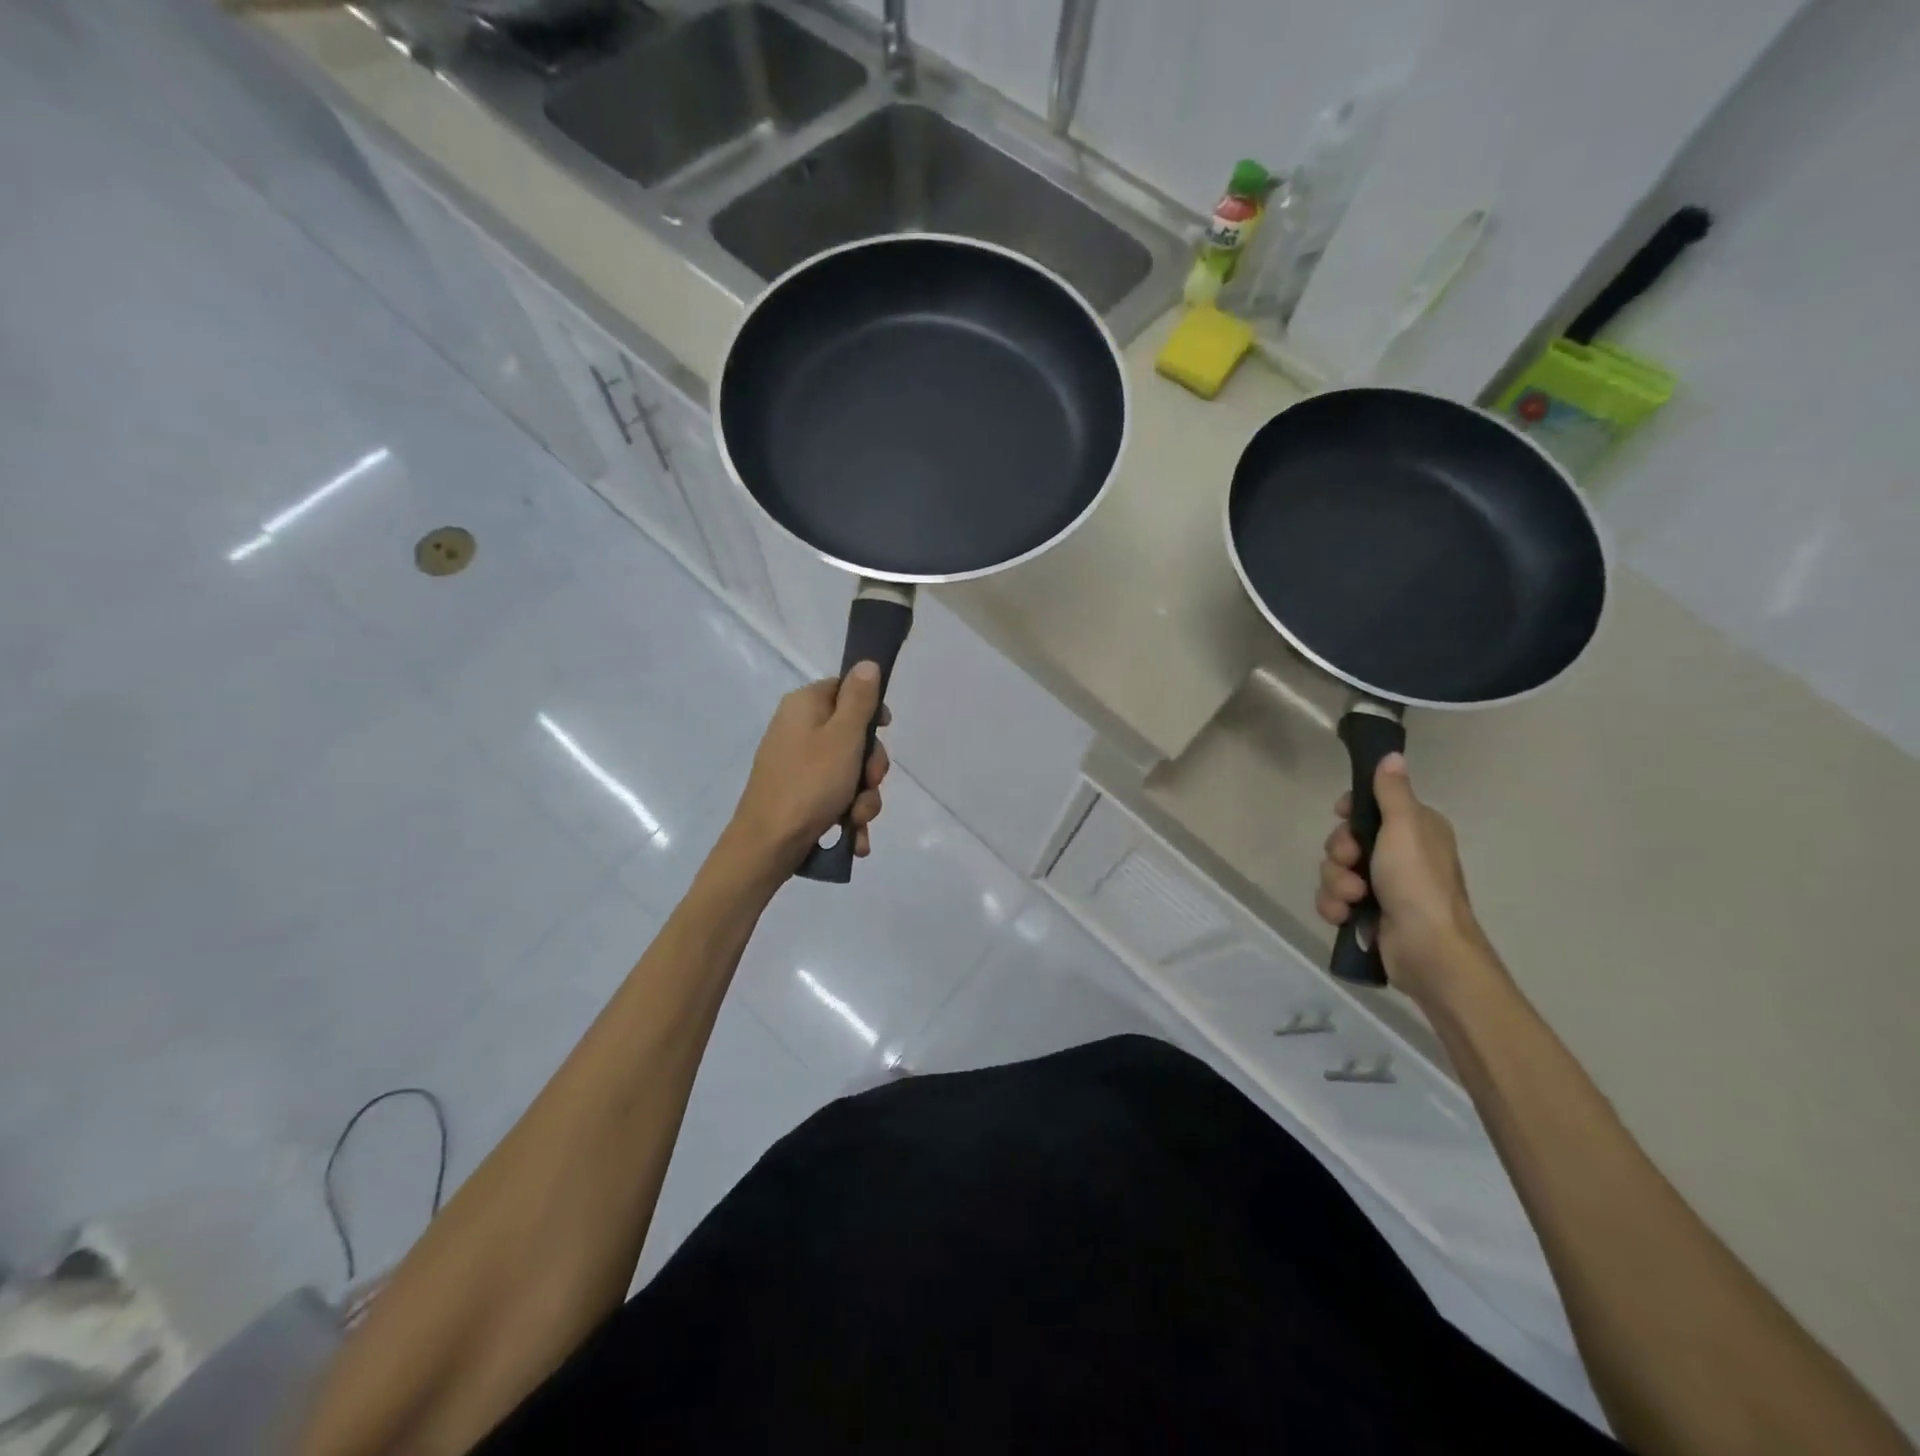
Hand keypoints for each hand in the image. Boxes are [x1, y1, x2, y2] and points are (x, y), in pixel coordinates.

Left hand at [726, 663, 891, 872]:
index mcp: (804, 706)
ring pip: (849, 771)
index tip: (885, 729)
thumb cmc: (809, 784)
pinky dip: (848, 815)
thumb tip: (867, 663)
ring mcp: (798, 764)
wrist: (768, 845)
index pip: (845, 689)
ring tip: (857, 819)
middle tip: (870, 782)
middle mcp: (798, 729)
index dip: (870, 709)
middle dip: (870, 767)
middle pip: (852, 735)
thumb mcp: (843, 737)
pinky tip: (854, 837)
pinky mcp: (800, 794)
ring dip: (863, 797)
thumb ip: (859, 700)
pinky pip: (835, 796)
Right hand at [1315, 753, 1489, 1000]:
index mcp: (1415, 830)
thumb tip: (1392, 755)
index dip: (1350, 812)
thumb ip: (1391, 792)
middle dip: (1339, 853)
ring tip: (1354, 899)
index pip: (1370, 807)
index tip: (1342, 816)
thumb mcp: (1404, 827)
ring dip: (1336, 883)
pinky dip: (1334, 906)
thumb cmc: (1417, 882)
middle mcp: (1398, 855)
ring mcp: (1381, 886)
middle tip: (1351, 861)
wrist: (1427, 949)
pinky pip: (1333, 898)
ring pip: (1335, 870)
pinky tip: (1345, 915)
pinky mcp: (1366, 914)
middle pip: (1345, 839)